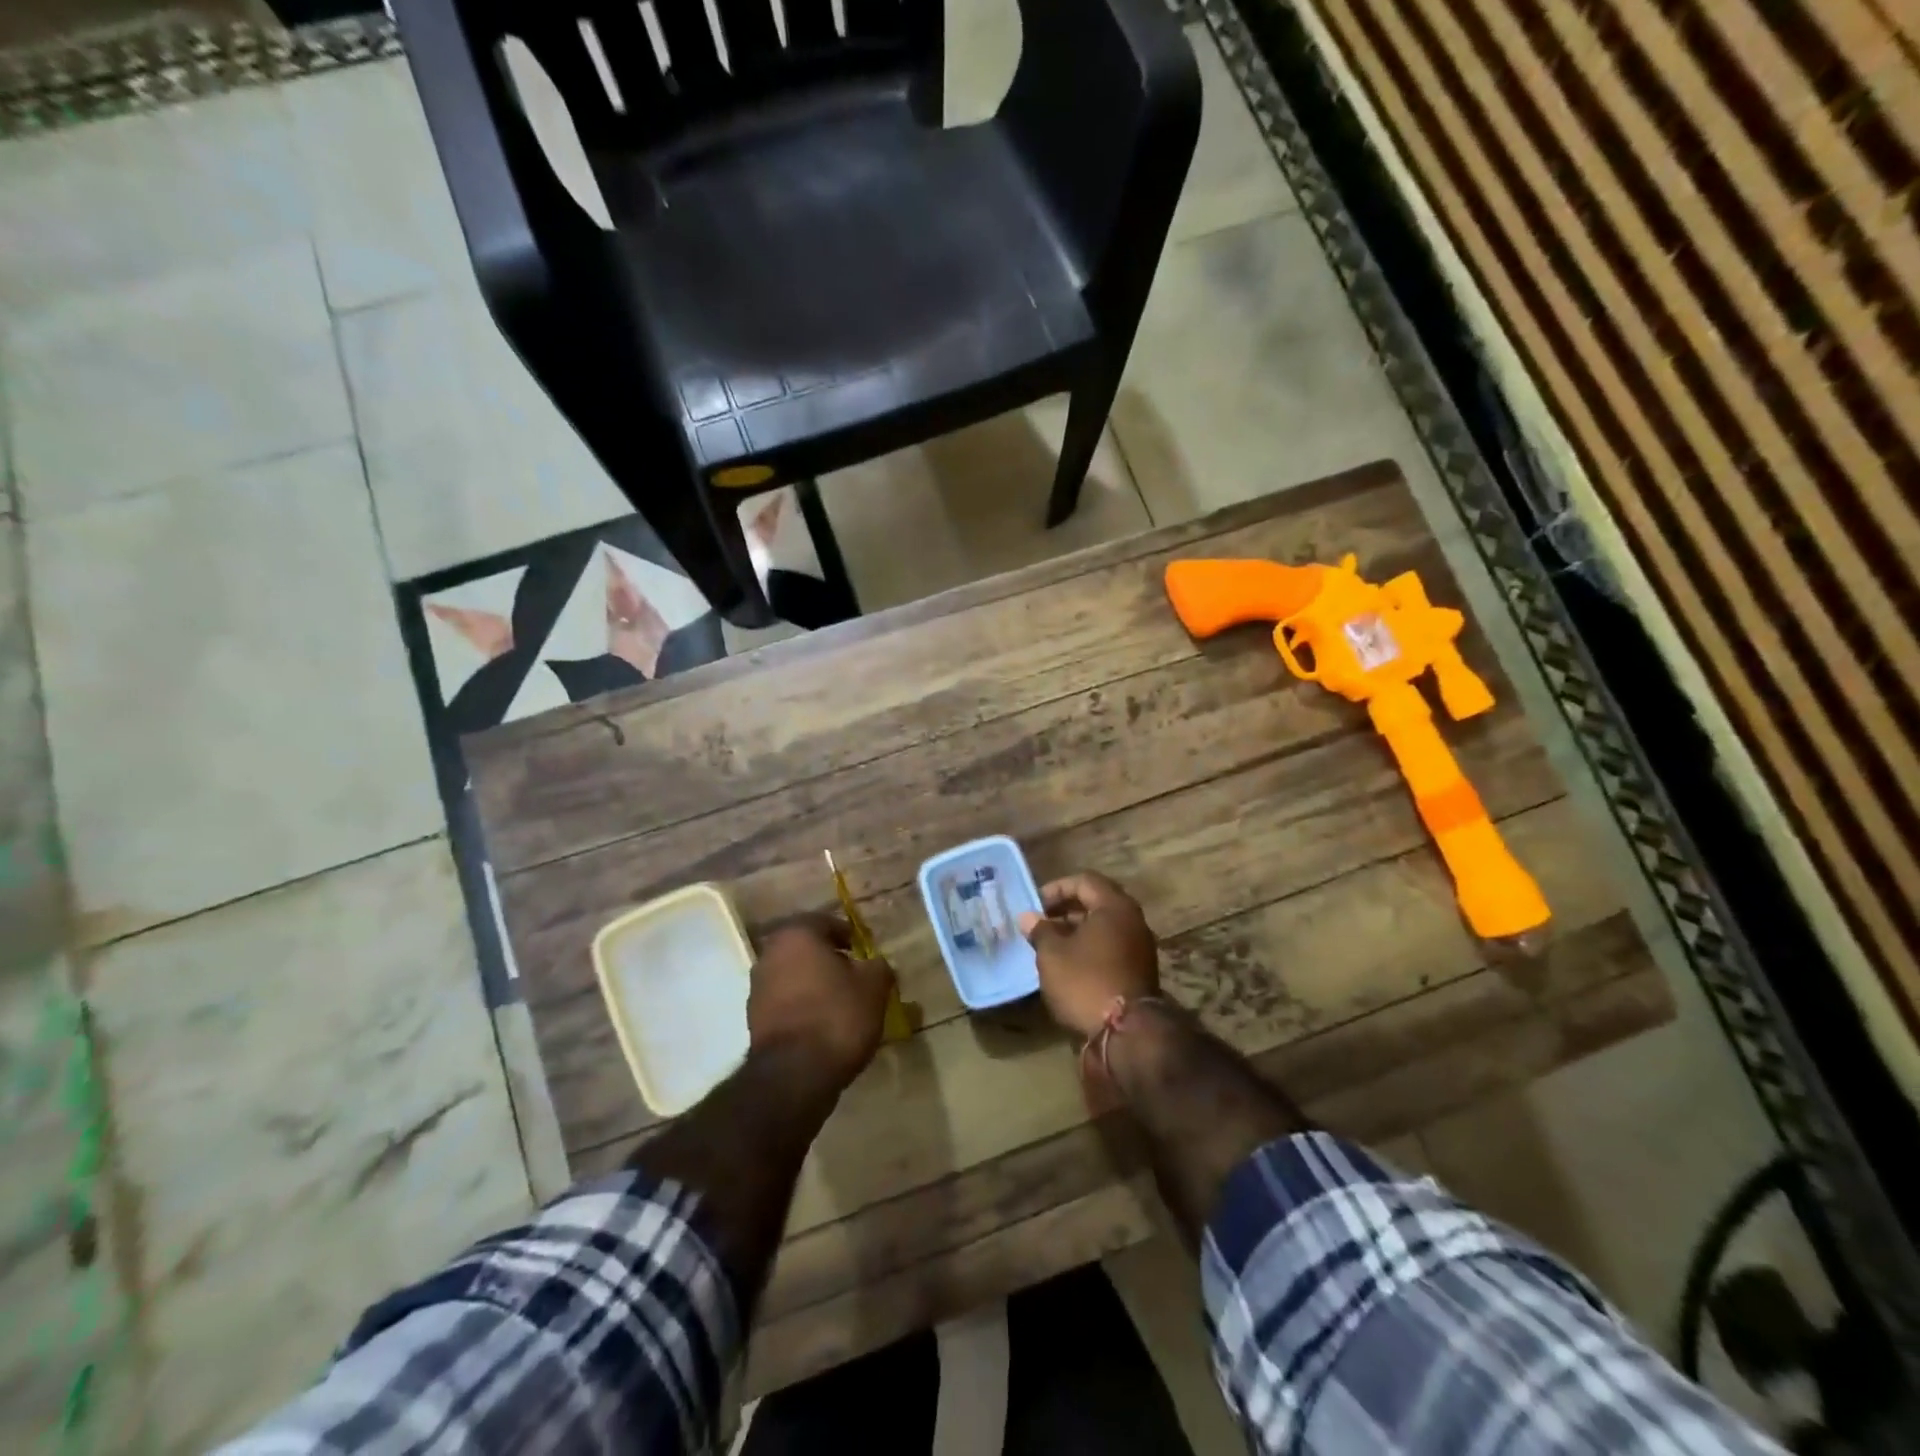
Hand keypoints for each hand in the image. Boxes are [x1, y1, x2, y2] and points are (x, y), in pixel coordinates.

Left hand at [747, 914, 895, 1090]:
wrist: (794, 1075)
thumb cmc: (837, 1016)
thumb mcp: (874, 987)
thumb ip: (878, 966)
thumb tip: (875, 964)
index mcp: (797, 935)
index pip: (824, 922)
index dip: (847, 934)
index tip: (863, 950)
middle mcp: (770, 954)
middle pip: (805, 948)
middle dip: (828, 958)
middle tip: (853, 974)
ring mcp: (757, 988)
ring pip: (793, 975)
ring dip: (814, 983)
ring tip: (840, 1002)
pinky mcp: (753, 1020)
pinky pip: (784, 1002)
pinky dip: (802, 1006)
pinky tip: (823, 1024)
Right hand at [1017, 872, 1159, 1040]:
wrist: (1127, 1033)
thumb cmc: (1085, 981)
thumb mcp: (1052, 954)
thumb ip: (1040, 931)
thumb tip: (1028, 917)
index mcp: (1115, 906)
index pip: (1085, 881)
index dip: (1057, 888)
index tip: (1036, 906)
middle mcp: (1133, 921)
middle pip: (1096, 903)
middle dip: (1066, 911)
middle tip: (1041, 925)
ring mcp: (1140, 948)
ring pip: (1104, 929)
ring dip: (1077, 933)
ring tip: (1050, 948)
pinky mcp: (1139, 972)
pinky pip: (1110, 949)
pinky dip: (1090, 951)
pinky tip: (1069, 967)